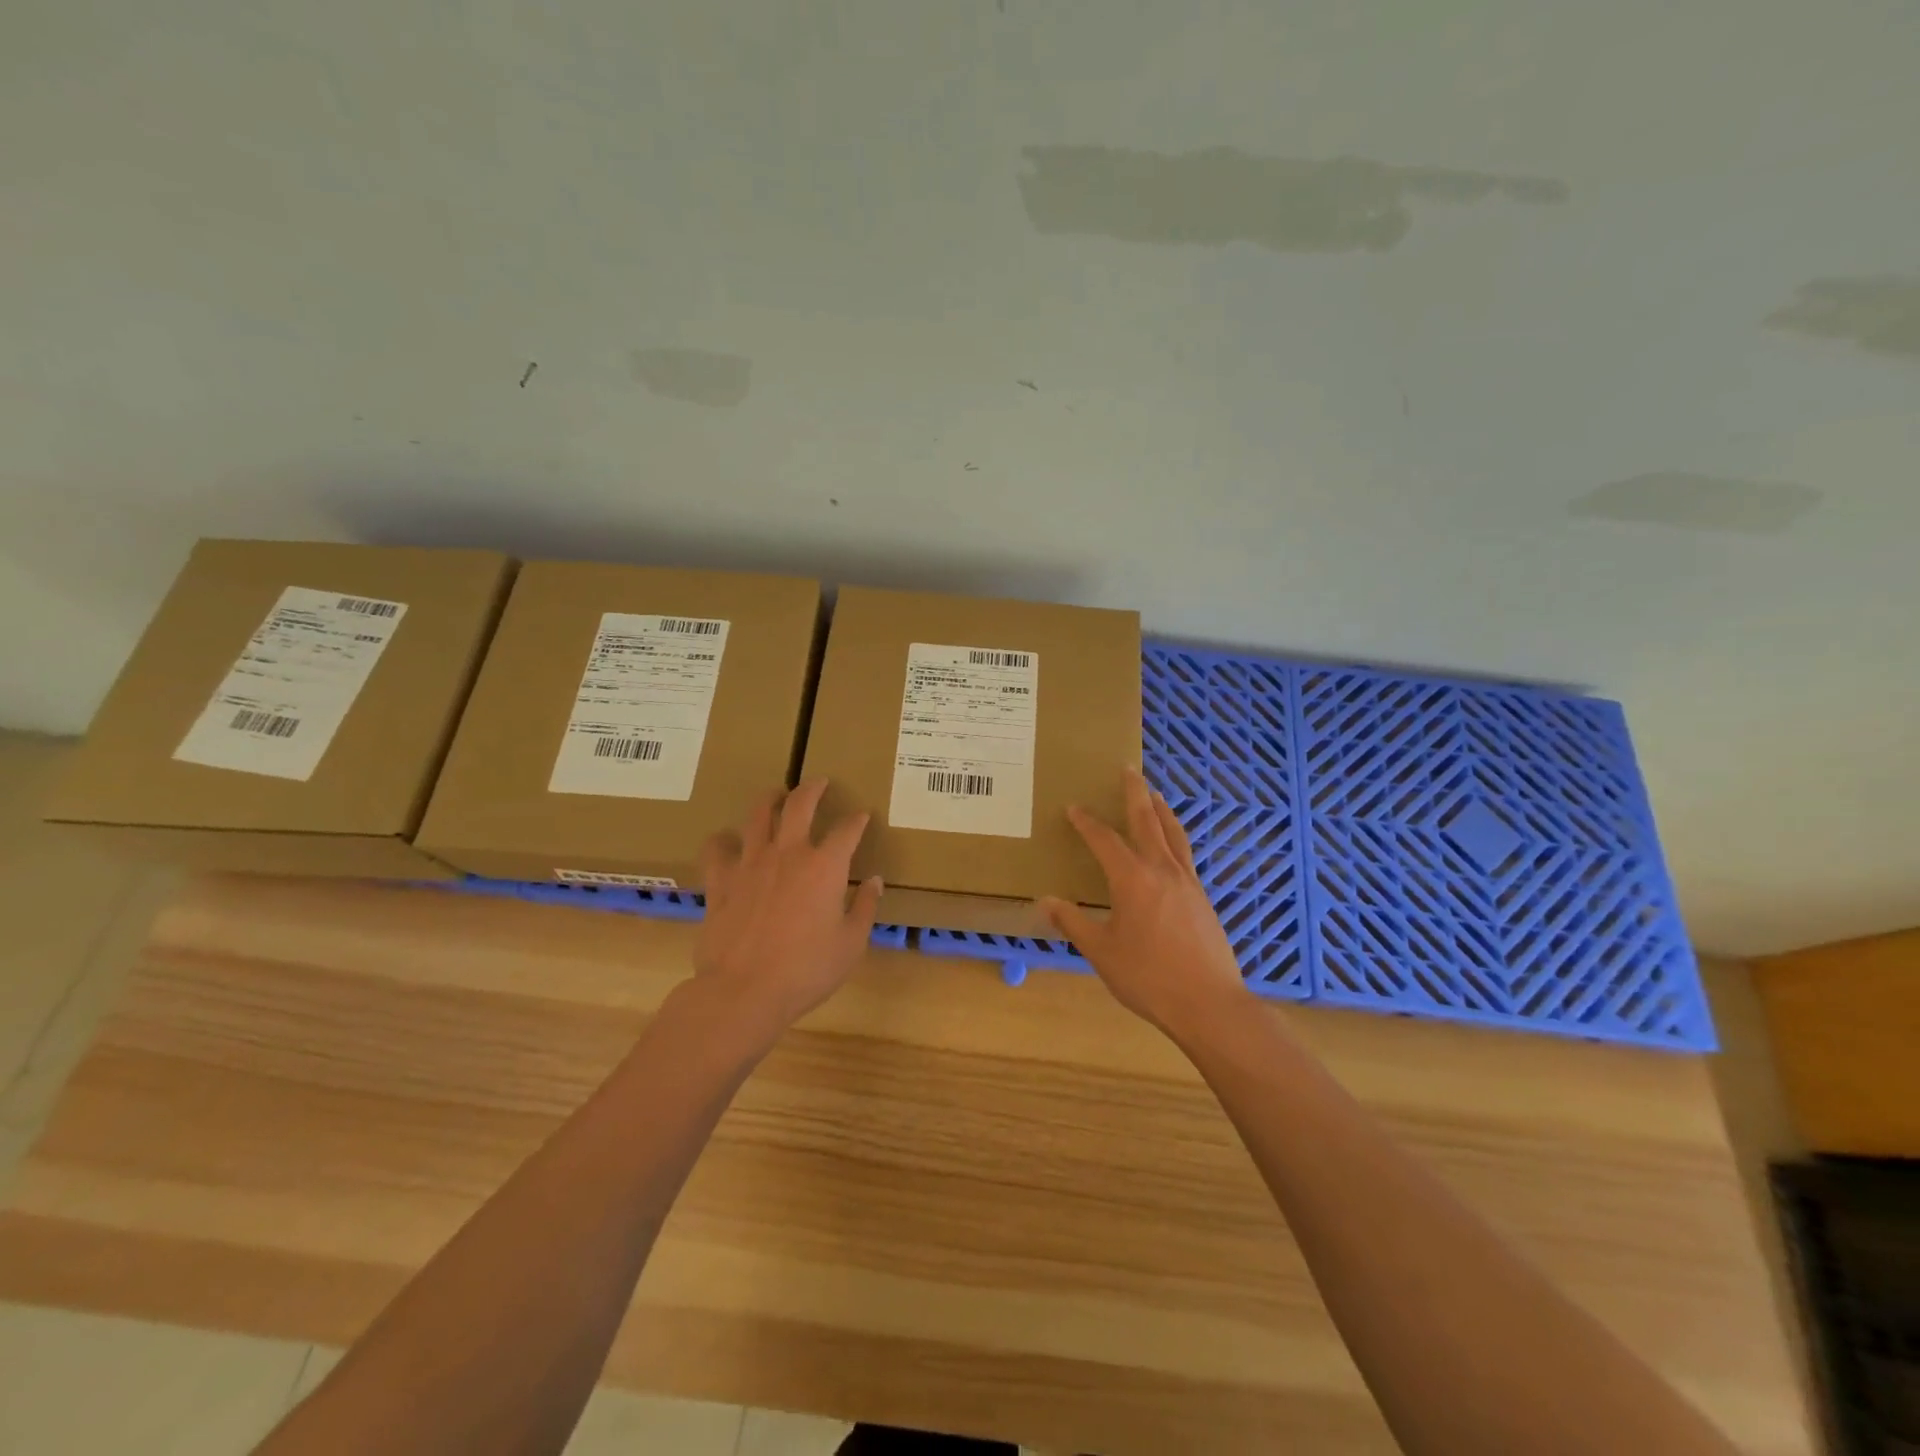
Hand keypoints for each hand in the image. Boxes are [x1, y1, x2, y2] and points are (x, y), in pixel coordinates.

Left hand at [694, 779, 882, 1030]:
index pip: (847, 830)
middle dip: (812, 789)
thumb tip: (874, 882)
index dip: (857, 820)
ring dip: (769, 800)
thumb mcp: (850, 944)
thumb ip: (864, 908)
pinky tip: (725, 841)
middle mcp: (788, 853)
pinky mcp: (721, 881)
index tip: (862, 816)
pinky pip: (716, 850)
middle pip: (799, 805)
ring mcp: (750, 864)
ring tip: (774, 795)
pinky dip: (722, 841)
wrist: (743, 991)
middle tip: (818, 782)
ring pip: (757, 815)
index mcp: (825, 866)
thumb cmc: (807, 970)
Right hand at [1040, 769, 1246, 1037]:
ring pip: (1173, 833)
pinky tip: (1172, 845)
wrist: (1209, 1003)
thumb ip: (1074, 923)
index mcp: (1132, 879)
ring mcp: (1187, 882)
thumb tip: (1047, 901)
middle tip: (1128, 769)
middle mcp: (1161, 870)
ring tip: (1154, 794)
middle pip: (1147, 820)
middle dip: (1134, 793)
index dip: (1087, 822)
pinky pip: (1185, 854)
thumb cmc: (1148, 977)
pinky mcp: (1202, 897)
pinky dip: (1175, 836)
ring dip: (1161, 809)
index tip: (1073, 807)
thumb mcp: (1101, 952)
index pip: (1104, 839)